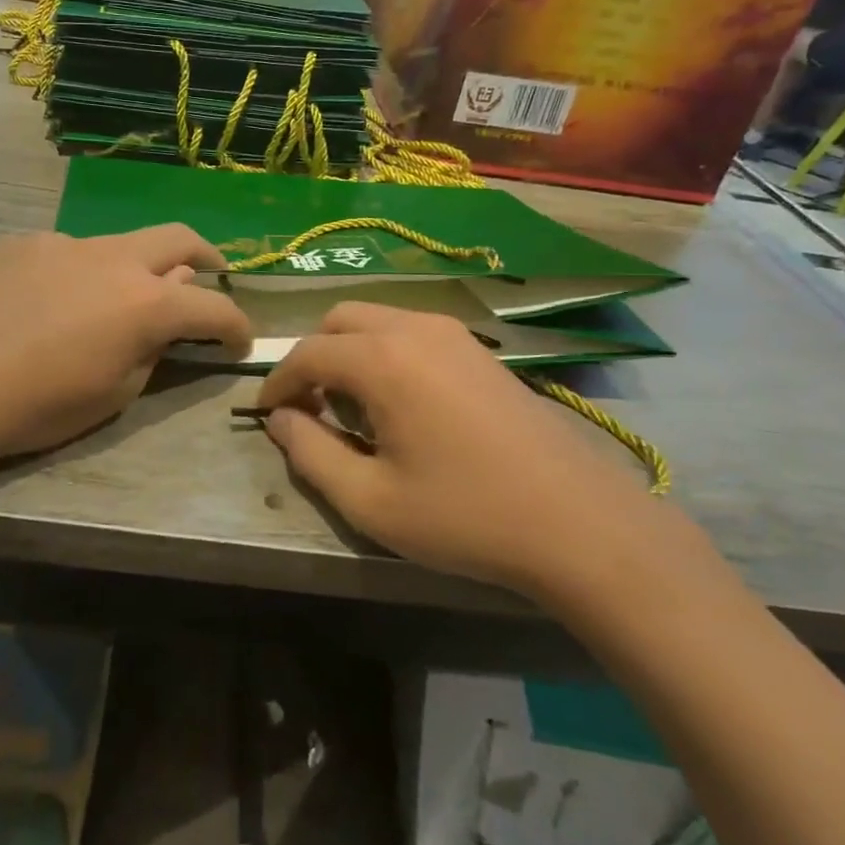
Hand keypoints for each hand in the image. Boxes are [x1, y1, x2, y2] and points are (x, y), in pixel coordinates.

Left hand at [0, 225, 250, 465]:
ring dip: (134, 267)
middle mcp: (113, 259)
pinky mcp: (23, 243)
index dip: (236, 325)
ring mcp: (65, 243)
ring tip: (113, 301)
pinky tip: (50, 303)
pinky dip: (79, 272)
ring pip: (118, 244)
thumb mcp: (114, 395)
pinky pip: (66, 252)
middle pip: (178, 239)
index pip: (213, 307)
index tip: (241, 340)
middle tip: (211, 275)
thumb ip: (150, 351)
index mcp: (146, 303)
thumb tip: (165, 321)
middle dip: (206, 257)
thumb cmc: (38, 406)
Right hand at [256, 303, 665, 605]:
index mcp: (383, 360)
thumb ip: (310, 454)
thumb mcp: (370, 501)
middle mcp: (416, 329)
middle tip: (310, 409)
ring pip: (377, 321)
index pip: (307, 354)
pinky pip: (412, 332)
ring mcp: (454, 334)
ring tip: (353, 409)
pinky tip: (401, 404)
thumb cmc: (465, 516)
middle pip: (339, 321)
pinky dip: (385, 353)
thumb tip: (281, 420)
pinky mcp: (480, 350)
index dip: (277, 382)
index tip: (266, 415)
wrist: (578, 523)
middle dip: (313, 359)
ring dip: (350, 353)